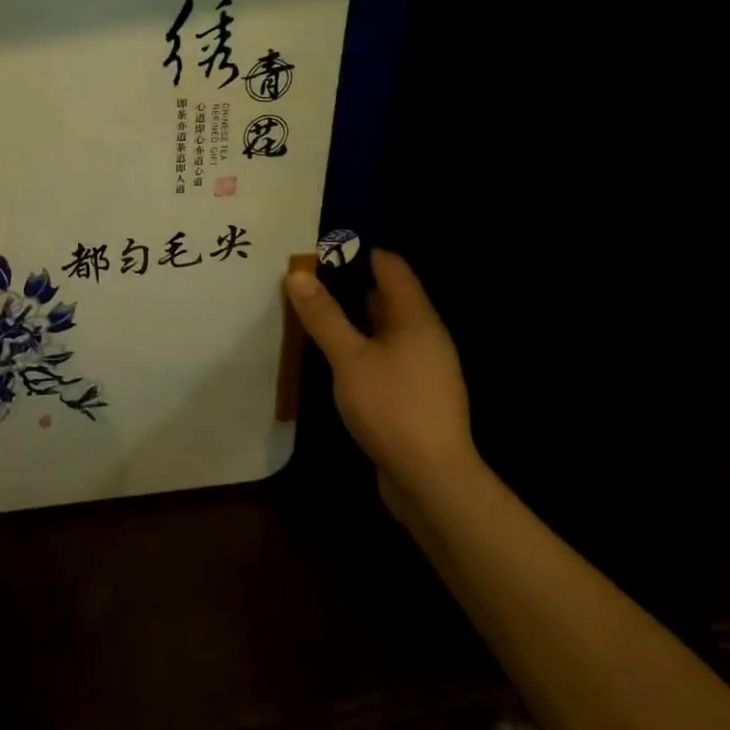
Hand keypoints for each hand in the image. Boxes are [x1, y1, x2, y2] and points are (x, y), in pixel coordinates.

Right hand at [284, 249, 480, 519]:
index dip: (358, 252)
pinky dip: (359, 345)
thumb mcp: (349, 358)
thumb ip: (324, 315)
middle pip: (387, 295)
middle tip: (305, 276)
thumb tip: (297, 274)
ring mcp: (422, 367)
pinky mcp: (413, 394)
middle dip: (348, 283)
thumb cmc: (392, 407)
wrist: (432, 481)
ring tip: (312, 310)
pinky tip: (332, 354)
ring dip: (352, 317)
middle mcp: (424, 336)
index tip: (319, 248)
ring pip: (383, 328)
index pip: (391, 266)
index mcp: (416, 319)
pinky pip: (383, 355)